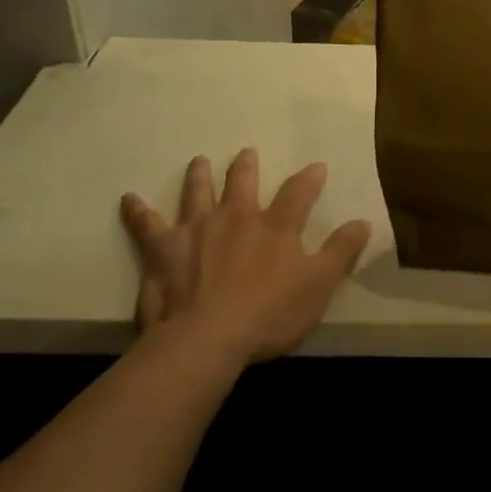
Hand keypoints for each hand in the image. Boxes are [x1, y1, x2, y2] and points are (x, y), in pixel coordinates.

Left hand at [119, 150, 371, 367]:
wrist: (207, 338)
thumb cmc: (270, 314)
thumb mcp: (319, 285)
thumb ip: (341, 251)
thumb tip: (362, 221)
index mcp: (275, 226)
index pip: (298, 193)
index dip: (310, 178)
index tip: (317, 166)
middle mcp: (235, 218)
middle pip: (242, 183)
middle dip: (246, 167)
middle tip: (246, 152)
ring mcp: (196, 231)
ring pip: (197, 194)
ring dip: (199, 176)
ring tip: (198, 161)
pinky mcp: (163, 250)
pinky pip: (146, 226)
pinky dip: (137, 211)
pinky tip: (128, 199)